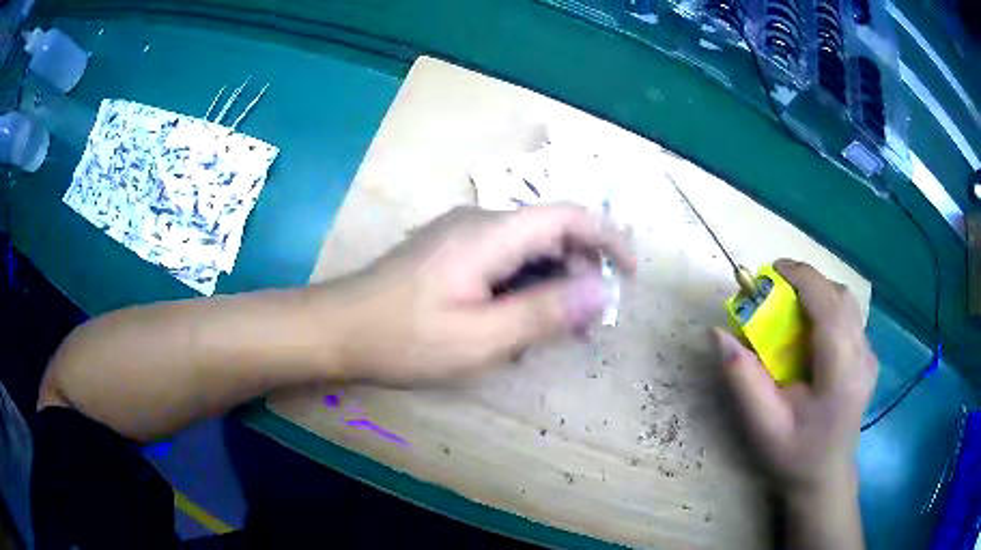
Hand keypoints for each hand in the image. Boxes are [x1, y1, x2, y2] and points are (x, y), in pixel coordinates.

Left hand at [323, 204, 634, 382]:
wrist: (336, 330)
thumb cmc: (403, 339)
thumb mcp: (481, 338)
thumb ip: (544, 312)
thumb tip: (601, 292)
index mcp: (490, 234)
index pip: (568, 216)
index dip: (608, 239)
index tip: (630, 274)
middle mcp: (479, 222)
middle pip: (549, 232)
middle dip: (579, 271)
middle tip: (585, 324)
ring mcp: (460, 235)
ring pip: (526, 249)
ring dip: (550, 283)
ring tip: (550, 331)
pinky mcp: (448, 252)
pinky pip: (502, 260)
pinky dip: (522, 286)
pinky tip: (512, 322)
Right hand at [710, 259, 877, 495]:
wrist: (825, 478)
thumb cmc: (794, 455)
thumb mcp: (762, 425)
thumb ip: (742, 379)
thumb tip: (717, 333)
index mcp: (841, 371)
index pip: (828, 303)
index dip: (800, 277)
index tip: (769, 272)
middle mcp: (863, 356)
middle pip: (840, 296)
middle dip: (807, 282)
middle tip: (776, 294)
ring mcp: (869, 356)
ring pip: (847, 303)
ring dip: (818, 294)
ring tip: (792, 309)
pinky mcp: (868, 358)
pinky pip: (850, 317)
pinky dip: (828, 309)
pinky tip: (812, 334)